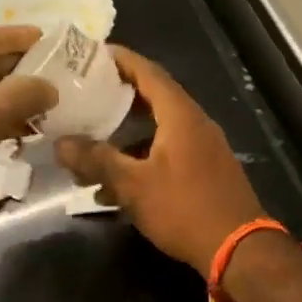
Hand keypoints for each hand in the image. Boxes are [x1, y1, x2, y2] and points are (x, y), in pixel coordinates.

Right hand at [55, 46, 265, 277]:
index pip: (149, 73)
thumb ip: (98, 160)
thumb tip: (62, 143)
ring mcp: (204, 147)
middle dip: (121, 94)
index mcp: (181, 115)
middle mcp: (196, 123)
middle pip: (155, 98)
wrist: (239, 249)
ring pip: (160, 129)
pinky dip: (142, 157)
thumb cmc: (185, 208)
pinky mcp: (206, 170)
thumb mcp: (134, 185)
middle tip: (88, 91)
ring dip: (128, 133)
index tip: (95, 52)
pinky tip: (116, 184)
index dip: (123, 60)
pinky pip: (169, 151)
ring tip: (94, 139)